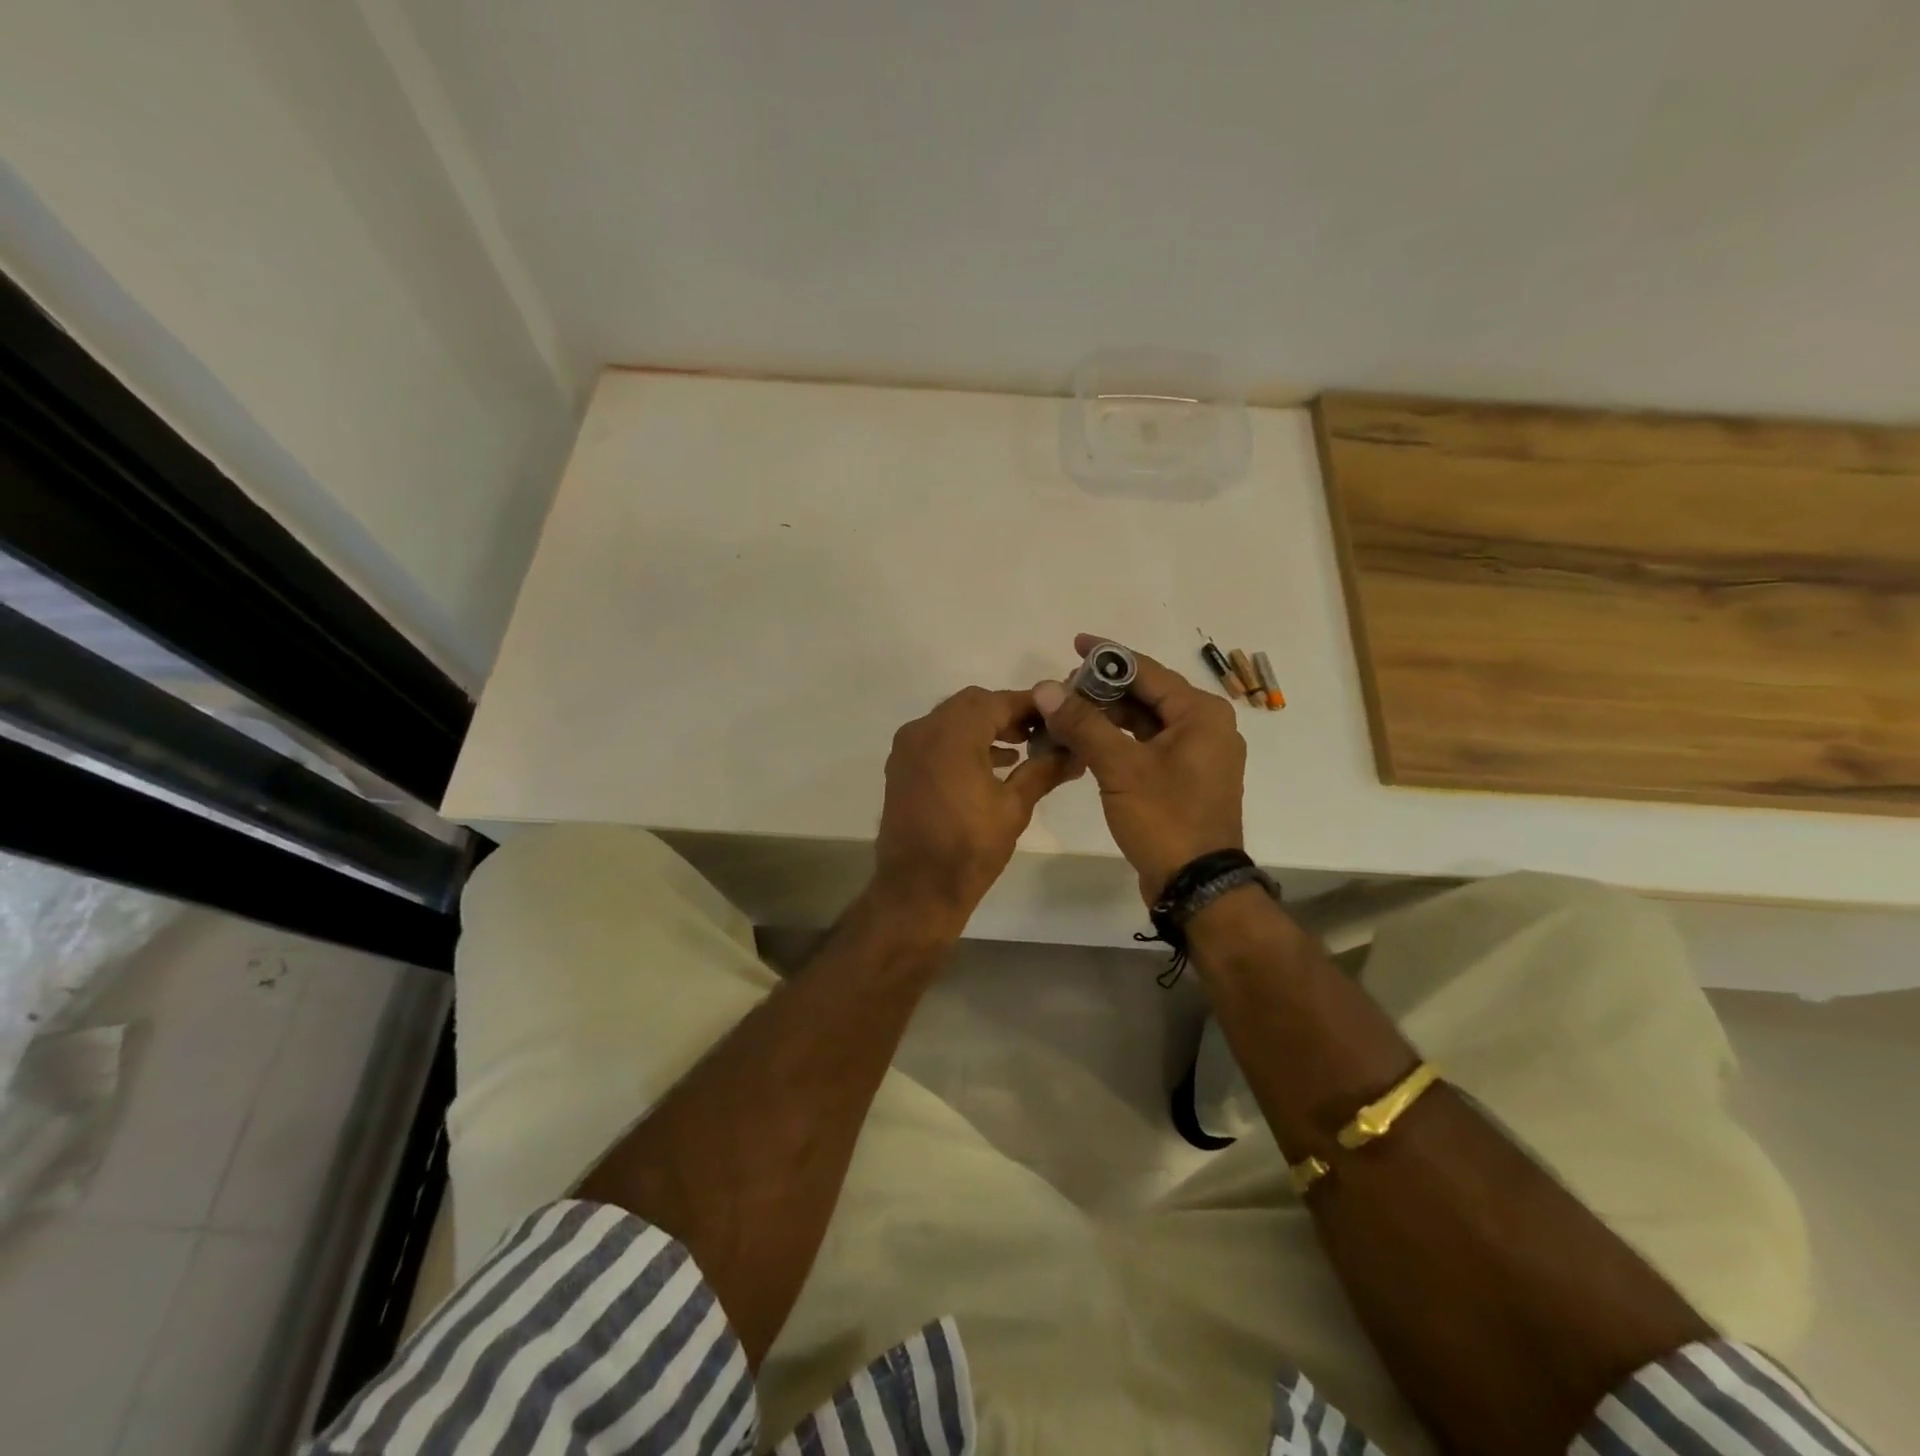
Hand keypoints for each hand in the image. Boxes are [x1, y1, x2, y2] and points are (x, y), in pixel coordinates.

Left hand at [873, 687, 1079, 931]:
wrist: (917, 889)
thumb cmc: (970, 847)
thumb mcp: (1014, 807)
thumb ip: (1044, 770)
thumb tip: (1075, 754)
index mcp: (952, 734)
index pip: (997, 702)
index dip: (1031, 704)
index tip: (1059, 709)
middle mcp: (923, 730)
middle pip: (972, 704)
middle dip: (1007, 712)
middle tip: (1041, 729)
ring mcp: (907, 749)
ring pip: (952, 720)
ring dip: (985, 727)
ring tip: (1022, 747)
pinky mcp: (901, 768)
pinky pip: (936, 740)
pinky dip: (963, 743)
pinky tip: (992, 764)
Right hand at [1032, 634, 1246, 901]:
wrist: (1196, 886)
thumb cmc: (1165, 819)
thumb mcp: (1120, 767)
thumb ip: (1083, 724)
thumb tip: (1046, 687)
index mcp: (1200, 714)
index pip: (1147, 671)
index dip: (1108, 656)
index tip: (1075, 643)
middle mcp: (1205, 728)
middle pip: (1146, 695)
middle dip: (1103, 691)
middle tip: (1061, 691)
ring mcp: (1196, 756)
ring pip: (1144, 723)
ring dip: (1106, 718)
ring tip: (1065, 716)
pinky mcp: (1183, 780)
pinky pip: (1146, 747)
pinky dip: (1117, 742)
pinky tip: (1085, 744)